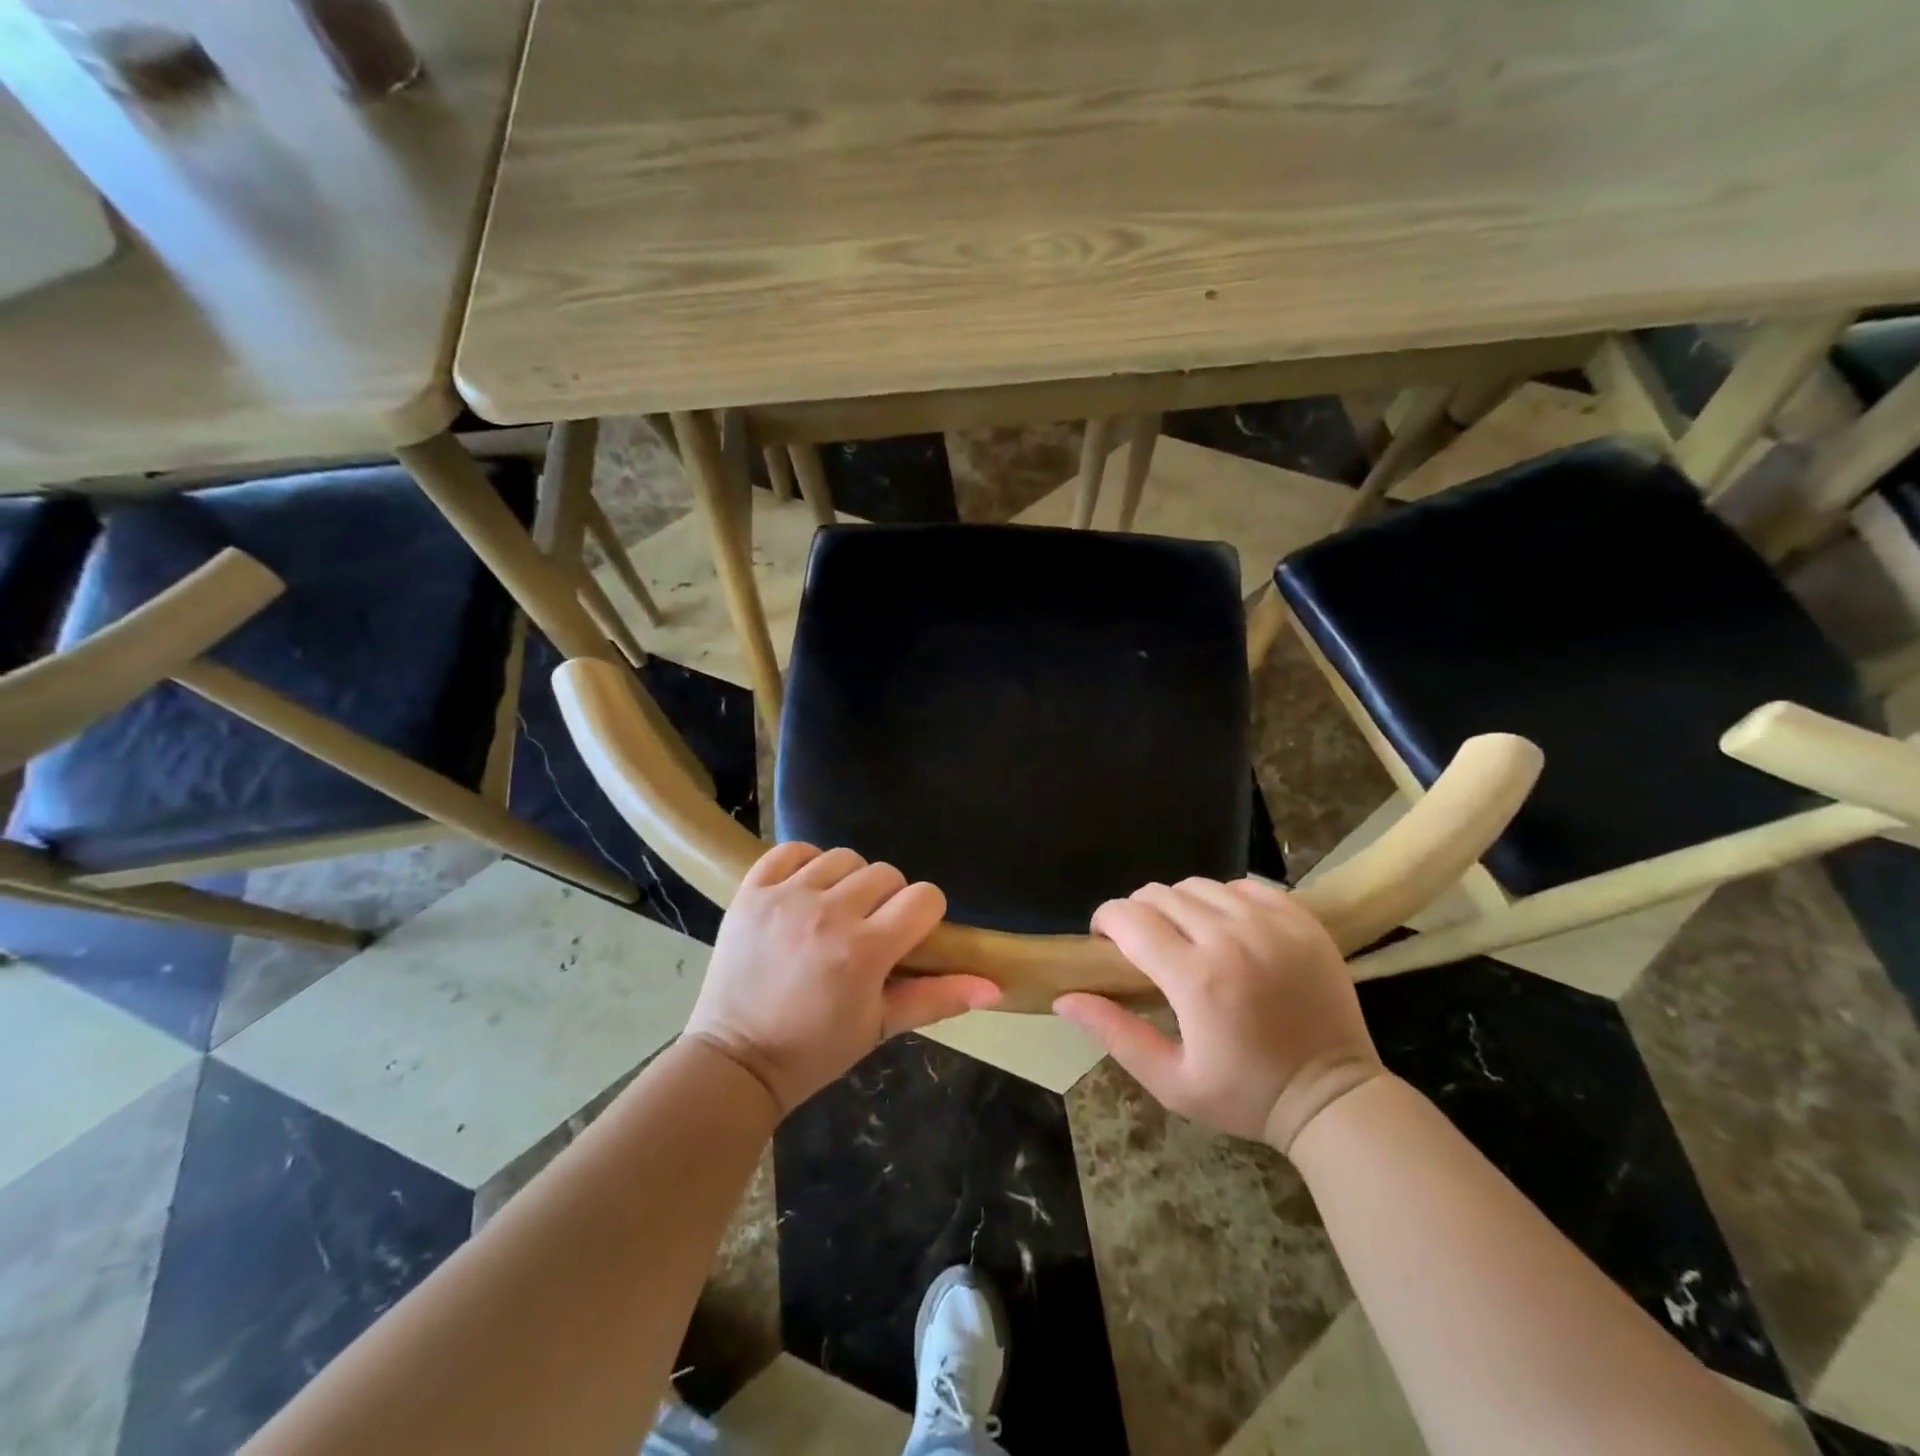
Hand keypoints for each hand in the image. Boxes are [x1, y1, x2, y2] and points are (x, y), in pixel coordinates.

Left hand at [685, 843, 1000, 1115]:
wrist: (734, 1060)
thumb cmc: (815, 1050)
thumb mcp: (880, 1026)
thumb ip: (938, 998)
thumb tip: (996, 987)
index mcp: (865, 950)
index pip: (924, 897)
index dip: (924, 915)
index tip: (908, 936)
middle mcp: (828, 913)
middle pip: (886, 873)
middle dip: (888, 900)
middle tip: (869, 931)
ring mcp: (786, 897)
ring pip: (843, 857)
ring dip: (849, 882)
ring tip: (835, 912)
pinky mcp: (752, 891)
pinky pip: (791, 851)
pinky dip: (804, 864)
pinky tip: (804, 892)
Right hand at [1055, 877, 1383, 1152]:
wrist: (1335, 1098)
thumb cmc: (1245, 1095)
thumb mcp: (1170, 1080)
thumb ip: (1114, 1033)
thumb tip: (1064, 997)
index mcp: (1195, 978)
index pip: (1129, 918)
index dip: (1106, 921)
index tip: (1105, 940)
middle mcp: (1231, 938)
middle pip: (1160, 894)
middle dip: (1138, 912)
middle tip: (1143, 944)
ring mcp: (1271, 924)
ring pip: (1199, 885)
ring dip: (1179, 904)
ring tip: (1184, 934)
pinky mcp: (1301, 919)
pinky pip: (1244, 885)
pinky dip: (1224, 898)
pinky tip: (1226, 927)